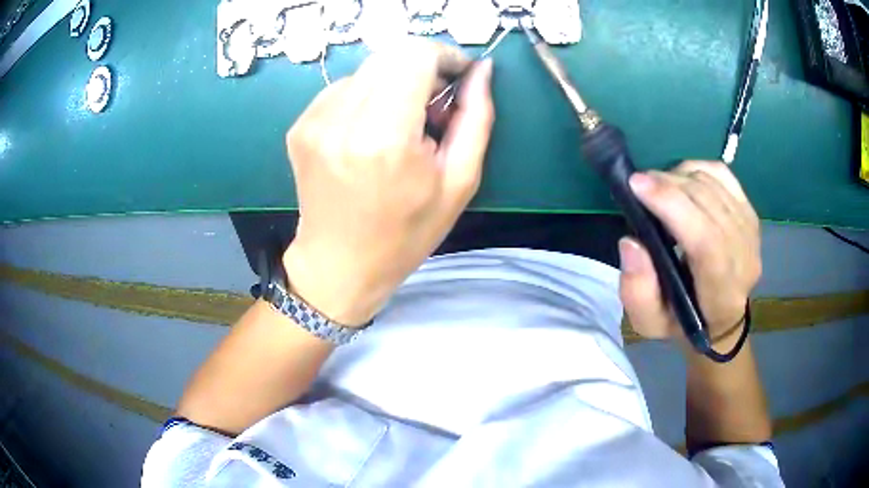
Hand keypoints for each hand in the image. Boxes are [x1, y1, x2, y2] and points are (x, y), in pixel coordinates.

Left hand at [282, 39, 494, 325]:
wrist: (339, 265)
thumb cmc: (405, 233)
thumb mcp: (459, 182)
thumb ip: (475, 118)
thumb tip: (481, 71)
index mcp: (385, 137)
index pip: (415, 55)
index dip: (444, 56)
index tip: (458, 76)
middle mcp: (342, 119)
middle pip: (391, 55)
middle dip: (421, 68)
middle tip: (433, 106)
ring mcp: (314, 121)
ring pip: (368, 70)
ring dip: (394, 84)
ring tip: (402, 126)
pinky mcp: (300, 125)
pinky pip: (344, 89)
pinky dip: (367, 98)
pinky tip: (371, 132)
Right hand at [618, 161, 760, 349]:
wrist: (719, 317)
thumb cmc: (681, 321)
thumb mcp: (649, 322)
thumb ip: (637, 290)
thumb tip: (630, 242)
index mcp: (721, 293)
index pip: (706, 241)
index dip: (673, 206)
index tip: (637, 185)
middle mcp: (744, 258)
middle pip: (709, 204)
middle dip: (669, 184)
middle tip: (639, 183)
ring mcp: (750, 232)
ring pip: (714, 185)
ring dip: (679, 176)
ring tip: (657, 185)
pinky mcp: (749, 212)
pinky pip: (723, 175)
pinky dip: (696, 169)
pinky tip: (681, 180)